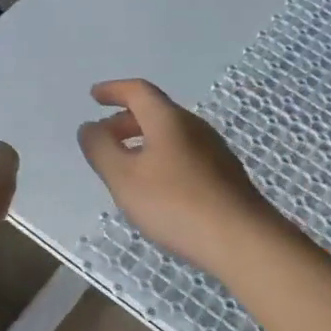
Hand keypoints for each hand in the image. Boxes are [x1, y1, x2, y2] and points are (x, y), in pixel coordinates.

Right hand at [77, 79, 282, 275]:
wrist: (241, 240)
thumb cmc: (175, 204)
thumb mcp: (124, 178)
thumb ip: (101, 149)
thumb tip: (89, 127)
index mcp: (169, 120)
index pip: (138, 92)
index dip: (114, 91)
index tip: (94, 96)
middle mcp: (195, 128)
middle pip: (156, 113)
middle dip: (126, 120)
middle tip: (104, 136)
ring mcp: (214, 152)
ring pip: (171, 136)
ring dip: (144, 141)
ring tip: (126, 165)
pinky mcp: (224, 177)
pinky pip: (185, 155)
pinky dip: (162, 159)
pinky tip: (157, 188)